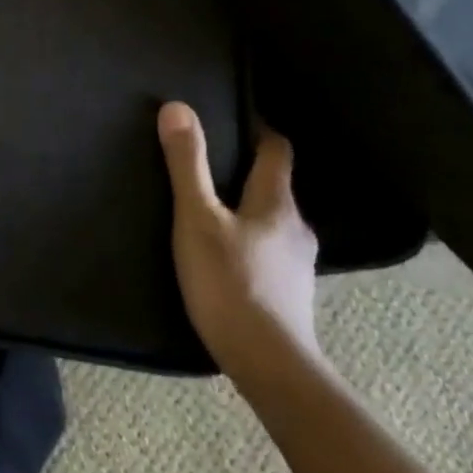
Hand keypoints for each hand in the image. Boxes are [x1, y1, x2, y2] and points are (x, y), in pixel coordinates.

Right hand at [158, 102, 322, 394]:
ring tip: (207, 206)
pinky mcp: (288, 292)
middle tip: (204, 161)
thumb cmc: (230, 283)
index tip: (230, 117)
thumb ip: (186, 164)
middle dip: (243, 168)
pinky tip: (222, 252)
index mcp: (277, 202)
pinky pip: (267, 248)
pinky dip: (246, 238)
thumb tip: (177, 107)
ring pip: (270, 218)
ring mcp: (295, 263)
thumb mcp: (197, 217)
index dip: (257, 129)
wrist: (268, 365)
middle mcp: (295, 226)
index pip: (276, 149)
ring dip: (244, 206)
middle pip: (273, 184)